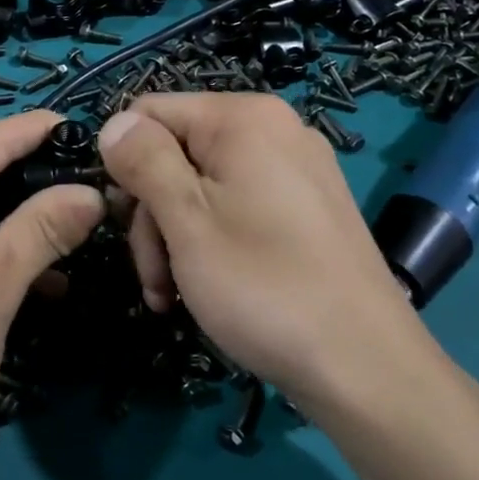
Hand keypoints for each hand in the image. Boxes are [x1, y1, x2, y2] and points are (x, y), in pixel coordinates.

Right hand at [99, 94, 449, 406]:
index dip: (124, 164)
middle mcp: (274, 130)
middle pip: (176, 152)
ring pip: (203, 186)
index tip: (122, 223)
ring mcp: (297, 170)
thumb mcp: (187, 221)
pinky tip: (206, 291)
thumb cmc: (264, 287)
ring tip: (172, 296)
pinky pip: (238, 207)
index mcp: (244, 117)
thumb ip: (144, 162)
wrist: (365, 367)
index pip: (150, 112)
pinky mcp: (308, 209)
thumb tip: (113, 123)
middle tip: (154, 277)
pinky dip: (212, 243)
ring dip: (176, 238)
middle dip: (152, 214)